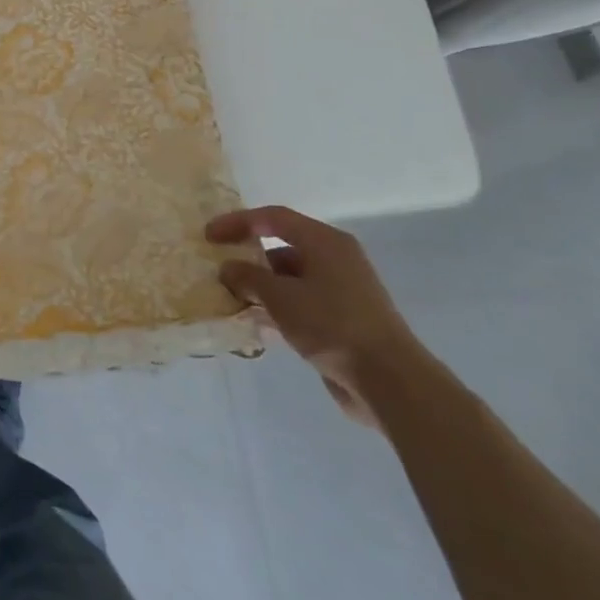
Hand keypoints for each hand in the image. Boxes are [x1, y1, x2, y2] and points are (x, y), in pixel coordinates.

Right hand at [207, 204, 423, 427]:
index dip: (238, 222)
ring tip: (232, 299)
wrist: (390, 382)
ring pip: (291, 279)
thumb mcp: (281, 297)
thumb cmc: (332, 324)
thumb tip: (228, 268)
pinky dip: (279, 309)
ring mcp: (343, 291)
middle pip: (283, 246)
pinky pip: (302, 304)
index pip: (273, 217)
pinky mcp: (345, 321)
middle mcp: (336, 259)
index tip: (209, 236)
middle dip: (249, 256)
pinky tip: (258, 325)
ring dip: (262, 287)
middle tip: (220, 268)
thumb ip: (248, 277)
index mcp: (325, 241)